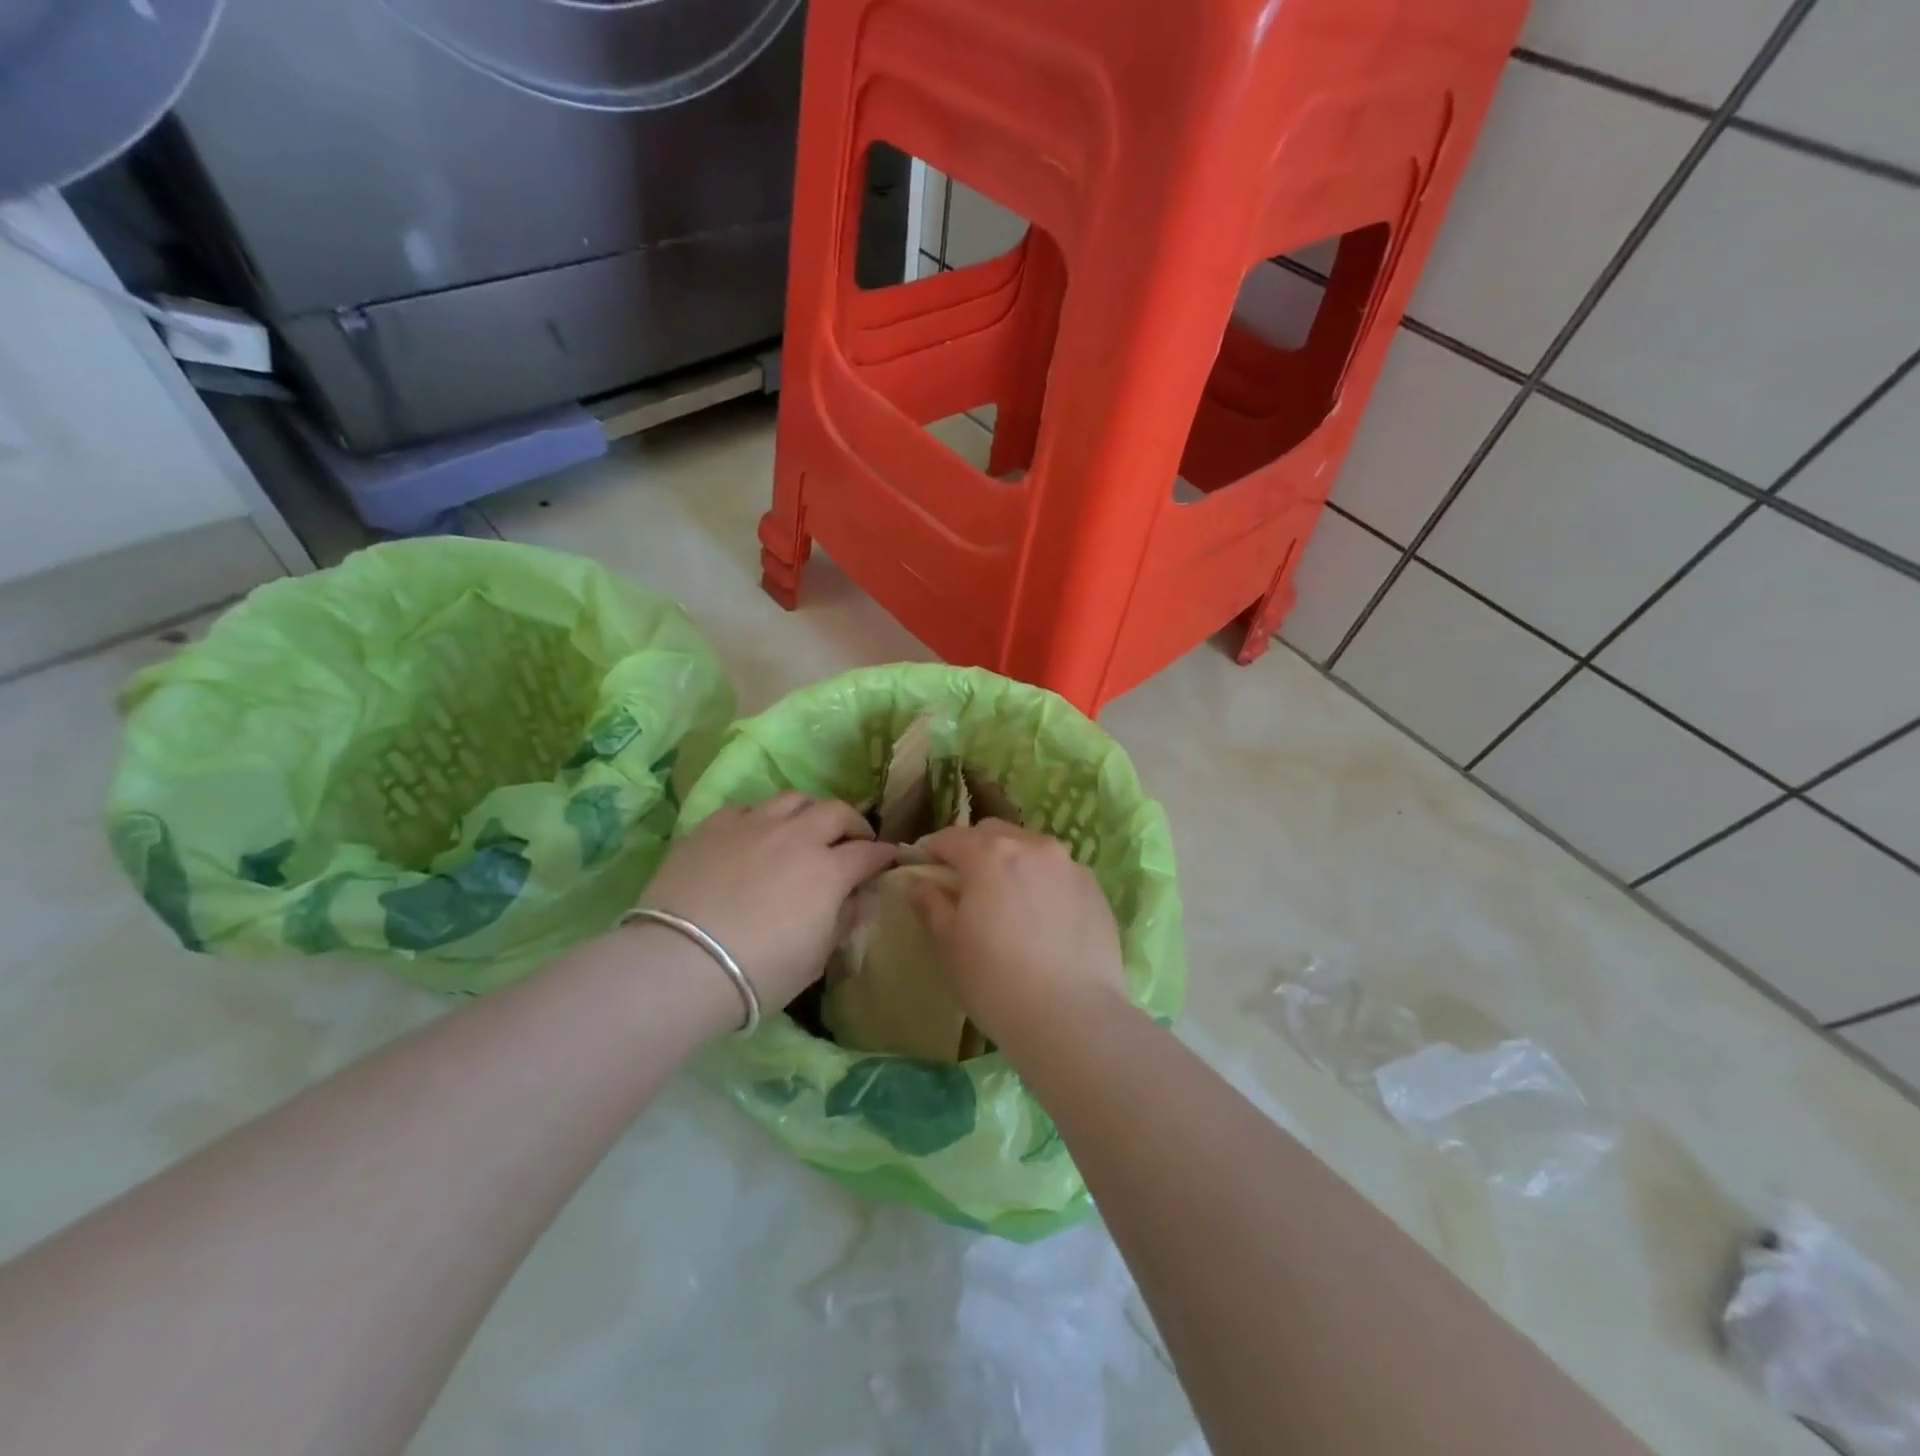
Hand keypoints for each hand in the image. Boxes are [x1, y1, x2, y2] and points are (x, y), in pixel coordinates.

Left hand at [639, 793, 897, 1010]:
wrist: (681, 963)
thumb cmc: (759, 973)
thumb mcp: (816, 959)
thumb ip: (843, 921)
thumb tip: (858, 898)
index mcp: (828, 870)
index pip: (869, 852)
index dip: (884, 855)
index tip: (890, 859)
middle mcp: (797, 836)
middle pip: (835, 811)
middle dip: (852, 823)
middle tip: (852, 840)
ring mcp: (754, 825)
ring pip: (794, 799)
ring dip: (810, 811)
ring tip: (806, 828)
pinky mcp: (715, 826)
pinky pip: (749, 808)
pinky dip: (763, 818)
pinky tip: (757, 834)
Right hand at [909, 821, 1128, 1046]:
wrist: (1071, 1017)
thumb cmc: (995, 980)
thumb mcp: (948, 944)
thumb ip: (931, 904)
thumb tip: (920, 882)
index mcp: (990, 854)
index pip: (951, 837)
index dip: (933, 849)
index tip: (924, 866)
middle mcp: (1032, 846)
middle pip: (994, 833)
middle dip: (974, 848)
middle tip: (965, 882)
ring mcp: (1069, 865)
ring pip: (1032, 849)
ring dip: (1013, 862)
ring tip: (1008, 898)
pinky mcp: (1095, 889)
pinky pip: (1060, 873)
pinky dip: (1044, 882)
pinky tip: (1042, 918)